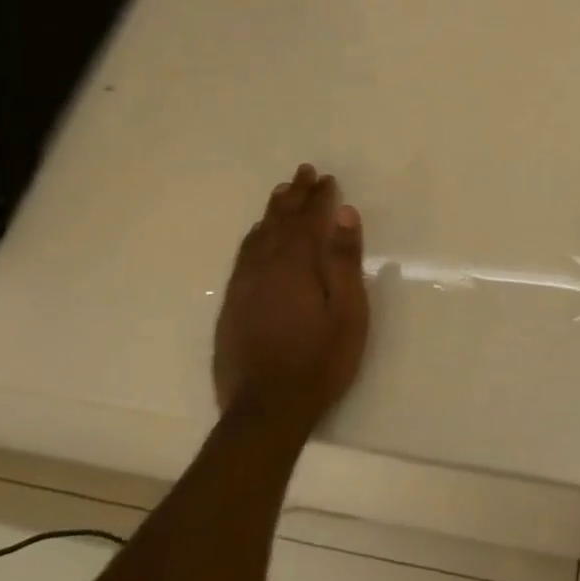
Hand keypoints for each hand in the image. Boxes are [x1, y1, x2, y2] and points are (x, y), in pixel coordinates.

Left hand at [213, 164, 369, 434]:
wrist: (265, 408)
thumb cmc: (319, 361)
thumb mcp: (347, 312)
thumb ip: (344, 262)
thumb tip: (344, 214)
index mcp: (297, 264)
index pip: (309, 219)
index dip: (319, 197)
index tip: (327, 179)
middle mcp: (265, 266)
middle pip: (280, 220)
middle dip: (294, 195)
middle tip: (303, 172)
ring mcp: (244, 285)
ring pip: (258, 236)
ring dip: (272, 212)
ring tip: (280, 193)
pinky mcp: (232, 304)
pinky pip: (243, 256)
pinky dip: (254, 237)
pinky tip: (257, 238)